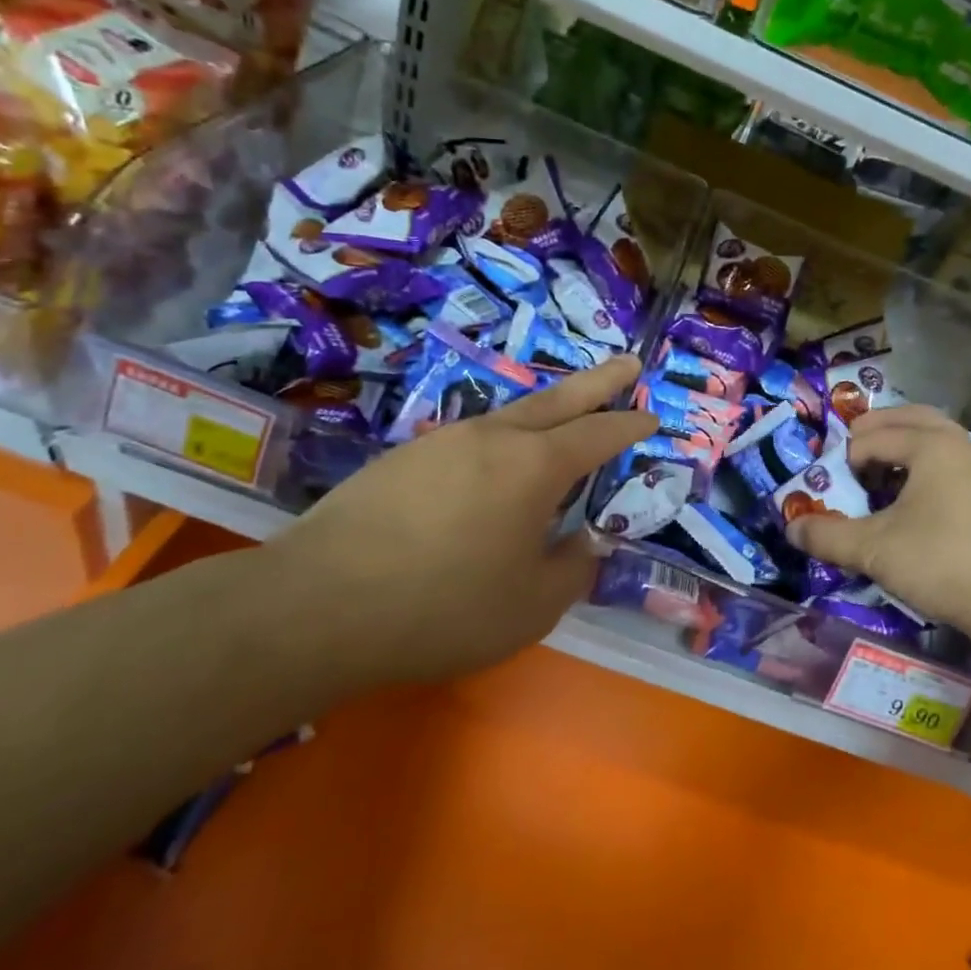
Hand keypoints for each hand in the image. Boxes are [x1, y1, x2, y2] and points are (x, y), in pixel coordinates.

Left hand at [265, 355, 655, 684]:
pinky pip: (469, 440)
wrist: (318, 606)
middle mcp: (492, 438)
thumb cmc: (443, 607)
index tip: (652, 418)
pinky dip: (498, 442)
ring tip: (562, 417)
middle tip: (629, 362)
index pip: (598, 434)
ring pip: (509, 415)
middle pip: (558, 400)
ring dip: (546, 411)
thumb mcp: (531, 606)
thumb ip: (571, 568)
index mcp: (534, 466)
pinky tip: (490, 466)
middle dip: (599, 382)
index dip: (630, 426)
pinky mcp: (401, 459)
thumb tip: (585, 543)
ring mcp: (442, 441)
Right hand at [785, 404, 970, 639]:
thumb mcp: (874, 549)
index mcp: (931, 445)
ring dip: (904, 443)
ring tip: (881, 471)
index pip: (875, 436)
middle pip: (911, 417)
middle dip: (877, 430)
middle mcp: (959, 444)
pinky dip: (926, 462)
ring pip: (936, 436)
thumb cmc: (942, 562)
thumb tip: (791, 528)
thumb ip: (828, 535)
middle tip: (852, 454)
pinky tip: (915, 498)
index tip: (835, 487)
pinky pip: (952, 459)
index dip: (847, 458)